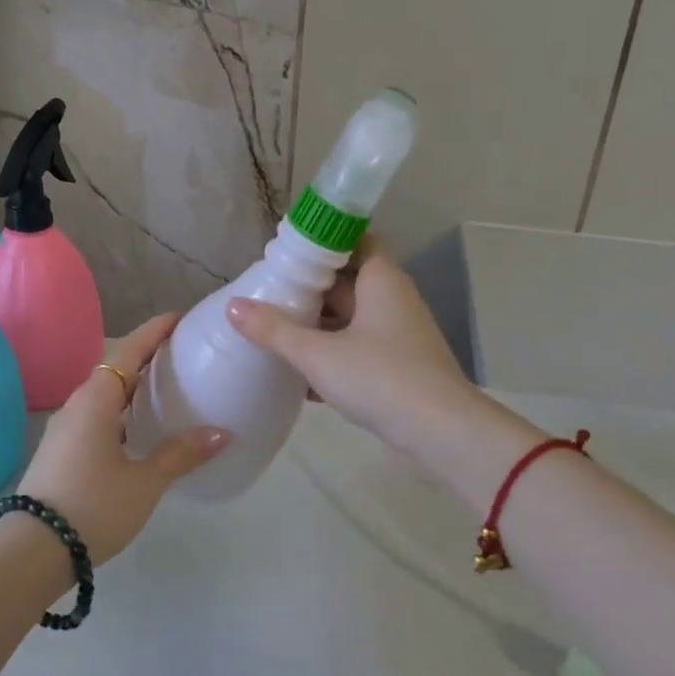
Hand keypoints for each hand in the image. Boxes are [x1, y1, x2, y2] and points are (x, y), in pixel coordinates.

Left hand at [15, 314, 227, 565]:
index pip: (129, 351)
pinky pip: (96, 416)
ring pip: (104, 395)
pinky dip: (120, 411)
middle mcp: (77, 404)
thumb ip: (180, 454)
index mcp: (96, 400)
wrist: (32, 550)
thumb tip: (221, 432)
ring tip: (165, 389)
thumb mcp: (144, 482)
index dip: (154, 332)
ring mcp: (65, 427)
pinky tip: (137, 430)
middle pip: (115, 370)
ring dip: (131, 387)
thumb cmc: (93, 506)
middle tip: (181, 355)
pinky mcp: (61, 450)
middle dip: (146, 358)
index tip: (179, 318)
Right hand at [226, 239, 536, 479]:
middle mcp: (392, 300)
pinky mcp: (396, 368)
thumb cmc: (381, 378)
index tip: (287, 251)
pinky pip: (355, 350)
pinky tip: (294, 373)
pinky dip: (329, 355)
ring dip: (316, 324)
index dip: (323, 241)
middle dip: (309, 287)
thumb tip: (233, 306)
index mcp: (381, 280)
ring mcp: (396, 336)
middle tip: (268, 290)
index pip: (356, 240)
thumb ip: (274, 330)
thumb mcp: (318, 353)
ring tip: (271, 328)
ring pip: (349, 319)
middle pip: (346, 281)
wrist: (441, 435)